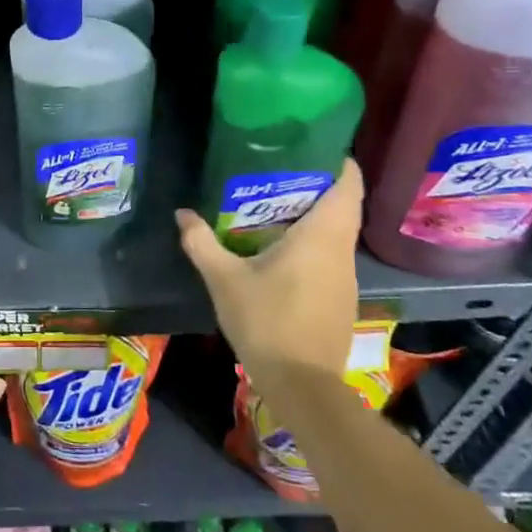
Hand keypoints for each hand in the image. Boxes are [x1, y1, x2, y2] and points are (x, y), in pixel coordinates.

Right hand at [175, 160, 362, 398]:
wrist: (302, 386)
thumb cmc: (267, 321)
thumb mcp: (224, 279)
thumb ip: (202, 242)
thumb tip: (182, 213)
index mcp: (322, 235)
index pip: (348, 184)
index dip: (336, 160)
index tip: (312, 145)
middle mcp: (341, 250)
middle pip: (342, 205)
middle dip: (315, 184)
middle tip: (276, 170)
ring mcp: (345, 277)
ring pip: (336, 232)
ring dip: (312, 215)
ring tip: (273, 204)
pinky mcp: (340, 299)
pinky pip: (331, 255)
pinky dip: (312, 242)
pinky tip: (280, 250)